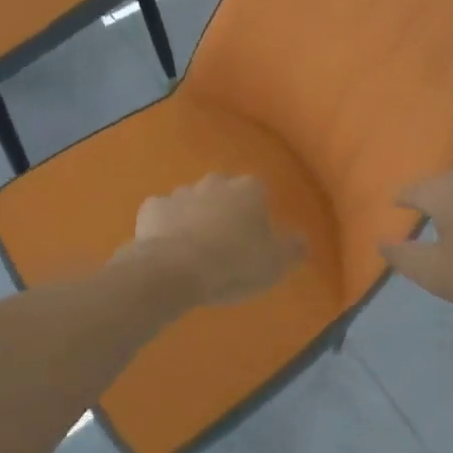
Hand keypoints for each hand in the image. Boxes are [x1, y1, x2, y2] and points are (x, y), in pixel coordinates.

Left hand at [126, 174, 304, 306]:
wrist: (175, 270)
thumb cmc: (234, 264)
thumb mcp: (276, 263)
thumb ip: (292, 248)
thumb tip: (300, 238)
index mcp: (249, 190)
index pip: (258, 191)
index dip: (256, 213)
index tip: (254, 236)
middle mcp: (215, 183)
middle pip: (223, 190)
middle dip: (224, 208)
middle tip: (225, 240)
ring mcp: (181, 192)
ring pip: (192, 200)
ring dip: (194, 216)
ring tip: (195, 248)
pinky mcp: (152, 208)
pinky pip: (163, 213)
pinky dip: (165, 225)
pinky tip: (167, 247)